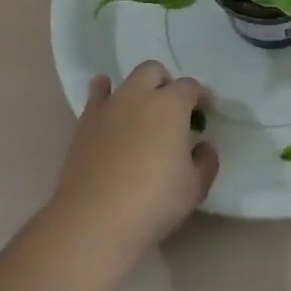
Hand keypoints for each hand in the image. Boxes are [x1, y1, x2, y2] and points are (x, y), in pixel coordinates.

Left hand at [52, 62, 218, 256]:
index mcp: (171, 105)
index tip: (205, 113)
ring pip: (124, 81)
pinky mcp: (84, 123)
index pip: (190, 87)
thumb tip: (201, 146)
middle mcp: (139, 96)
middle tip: (172, 110)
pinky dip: (104, 95)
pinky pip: (96, 97)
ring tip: (141, 111)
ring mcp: (108, 107)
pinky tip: (109, 107)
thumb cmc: (154, 201)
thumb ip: (206, 161)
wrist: (95, 218)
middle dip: (166, 84)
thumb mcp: (196, 187)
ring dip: (137, 90)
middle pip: (154, 72)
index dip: (201, 97)